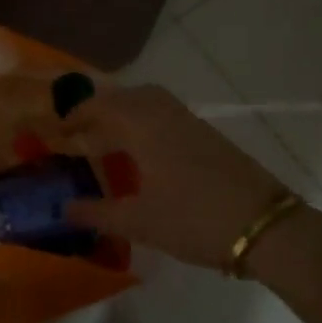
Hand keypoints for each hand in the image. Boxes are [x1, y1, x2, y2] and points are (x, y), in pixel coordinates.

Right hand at [63, 85, 298, 268]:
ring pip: (148, 101)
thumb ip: (98, 213)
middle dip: (99, 109)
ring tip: (109, 140)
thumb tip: (65, 207)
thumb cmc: (194, 219)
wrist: (265, 226)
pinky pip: (165, 113)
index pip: (100, 106)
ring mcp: (189, 121)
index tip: (57, 131)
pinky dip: (145, 121)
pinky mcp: (207, 134)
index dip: (75, 115)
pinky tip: (144, 153)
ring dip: (125, 112)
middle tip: (81, 133)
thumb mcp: (140, 222)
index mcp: (143, 125)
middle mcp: (164, 113)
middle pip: (125, 96)